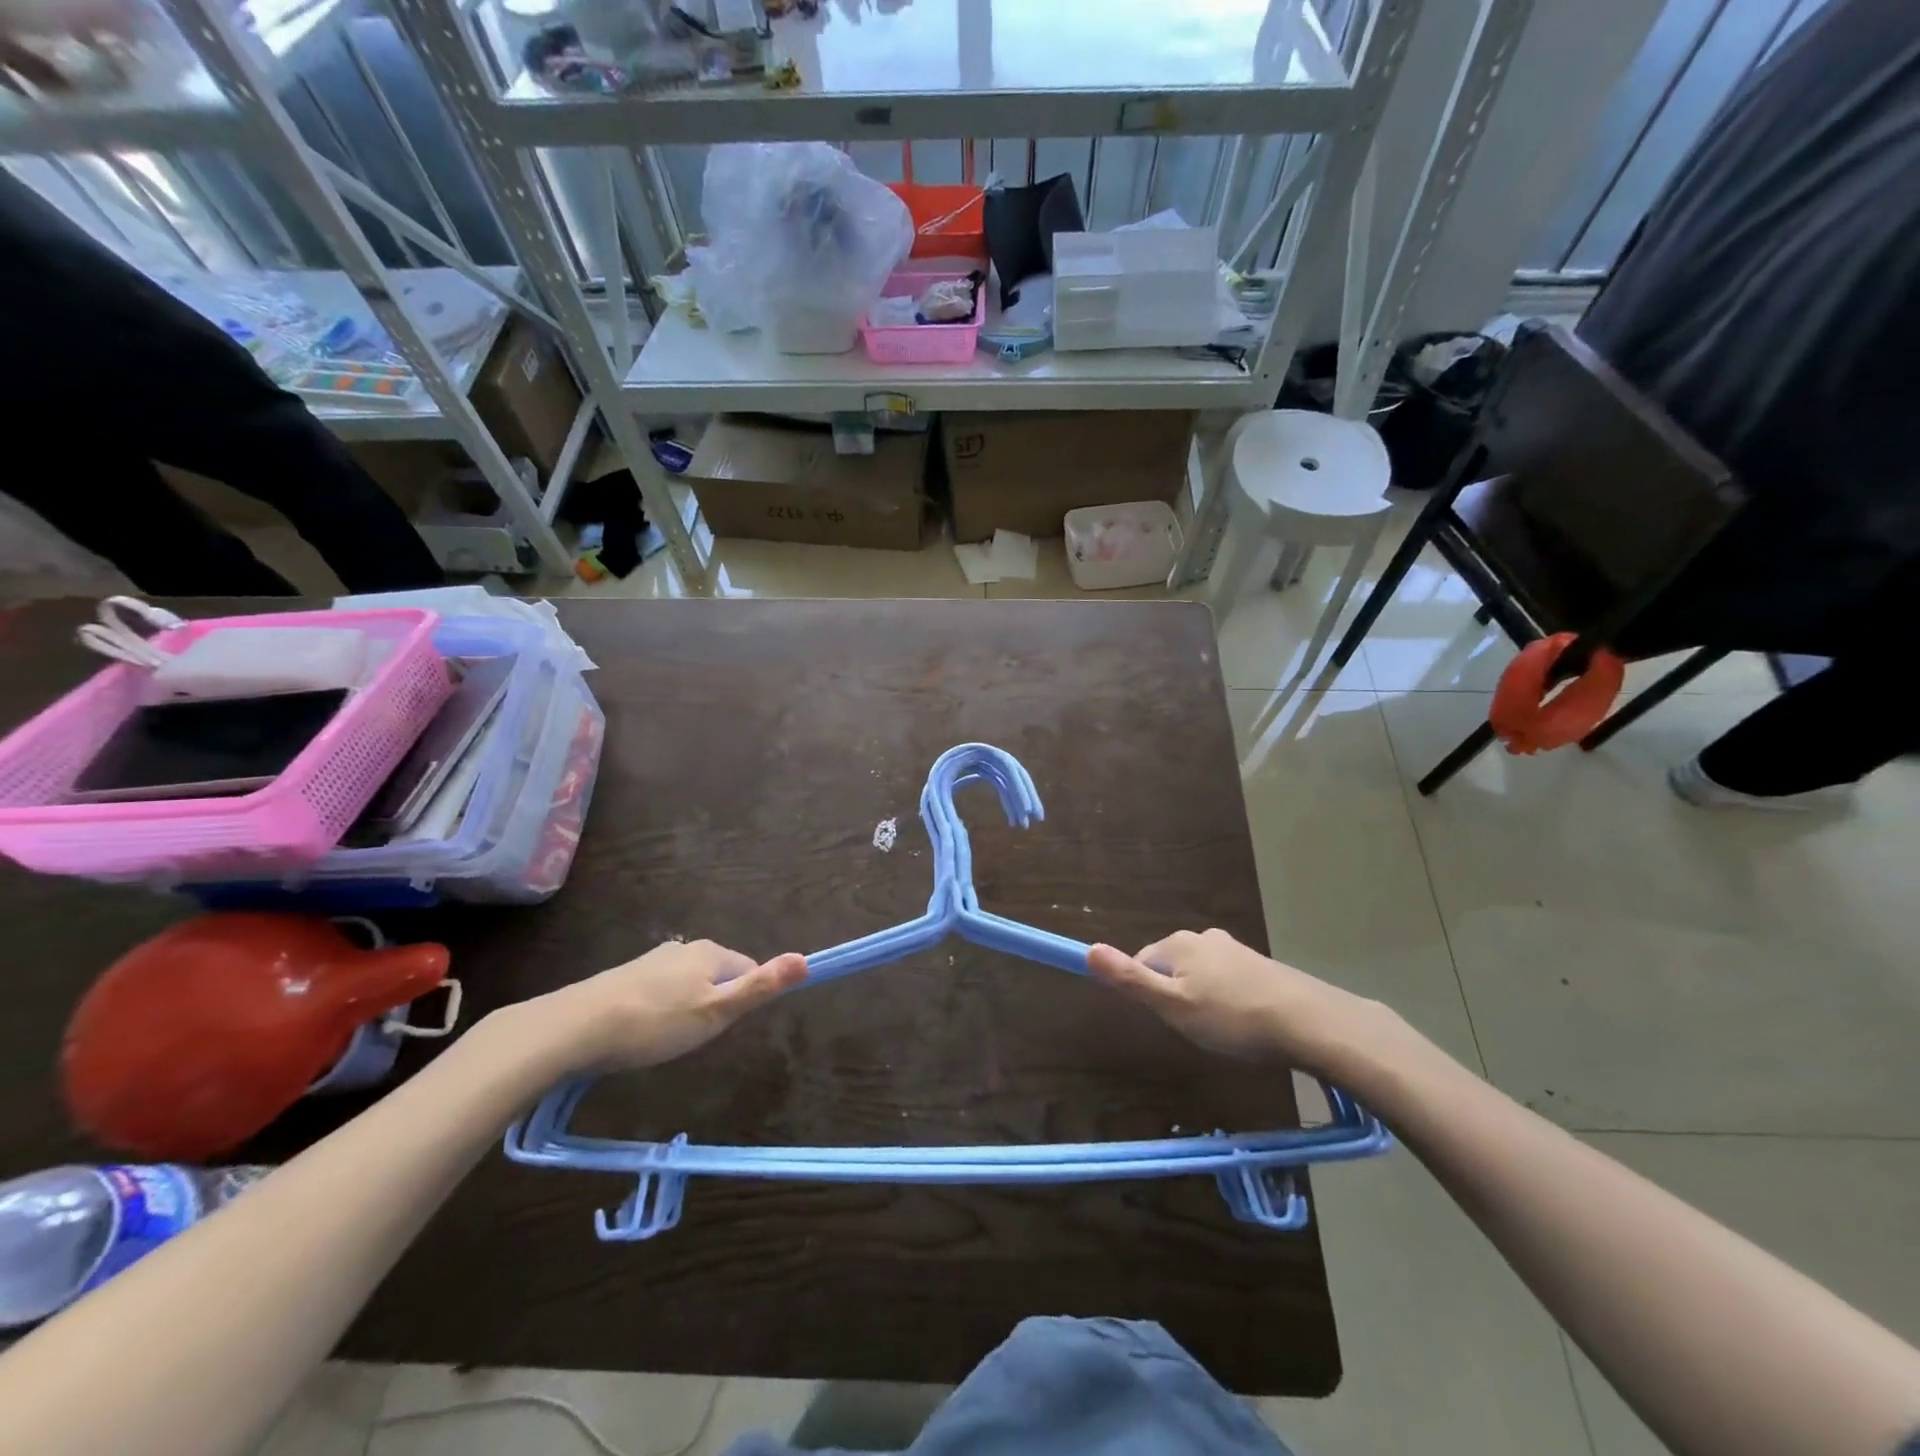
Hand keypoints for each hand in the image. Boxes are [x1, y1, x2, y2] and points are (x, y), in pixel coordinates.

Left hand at [530, 939, 806, 1072]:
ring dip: (685, 1010)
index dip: (743, 1000)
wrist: (575, 1027)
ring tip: (666, 1041)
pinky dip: (659, 1012)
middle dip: (714, 1005)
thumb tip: (806, 958)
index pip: (748, 970)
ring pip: (686, 985)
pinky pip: (659, 993)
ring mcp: (651, 961)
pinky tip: (642, 1034)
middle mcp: (683, 948)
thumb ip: (761, 986)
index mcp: (710, 952)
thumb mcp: (717, 1011)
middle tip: (694, 1038)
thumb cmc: (656, 1022)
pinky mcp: (625, 978)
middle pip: (718, 976)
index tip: (723, 1028)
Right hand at [1087, 928, 1388, 1073]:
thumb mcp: (1172, 1006)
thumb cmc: (1232, 1018)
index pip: (1142, 963)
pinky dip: (1230, 1001)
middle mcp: (1204, 937)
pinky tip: (1246, 1025)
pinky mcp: (1262, 965)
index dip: (1148, 994)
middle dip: (1177, 996)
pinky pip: (1229, 981)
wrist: (1310, 1022)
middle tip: (1196, 1030)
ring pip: (1202, 975)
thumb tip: (1088, 950)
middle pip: (1172, 967)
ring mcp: (1236, 949)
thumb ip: (1130, 979)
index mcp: (1178, 944)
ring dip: (1204, 1000)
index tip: (1169, 1021)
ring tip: (1224, 1032)